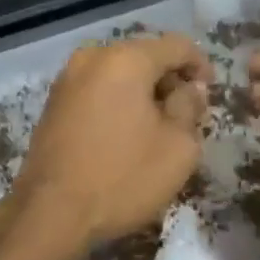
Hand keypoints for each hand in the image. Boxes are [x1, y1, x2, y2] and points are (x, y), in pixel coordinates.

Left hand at [5, 34, 208, 258]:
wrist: (50, 214)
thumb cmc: (122, 177)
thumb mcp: (178, 147)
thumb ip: (190, 107)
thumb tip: (190, 89)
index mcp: (126, 59)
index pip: (177, 45)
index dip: (201, 66)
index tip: (210, 96)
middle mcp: (93, 57)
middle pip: (146, 55)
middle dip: (170, 80)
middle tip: (186, 115)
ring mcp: (68, 78)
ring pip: (120, 72)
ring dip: (144, 92)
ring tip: (157, 127)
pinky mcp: (54, 102)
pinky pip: (98, 89)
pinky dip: (118, 101)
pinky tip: (126, 134)